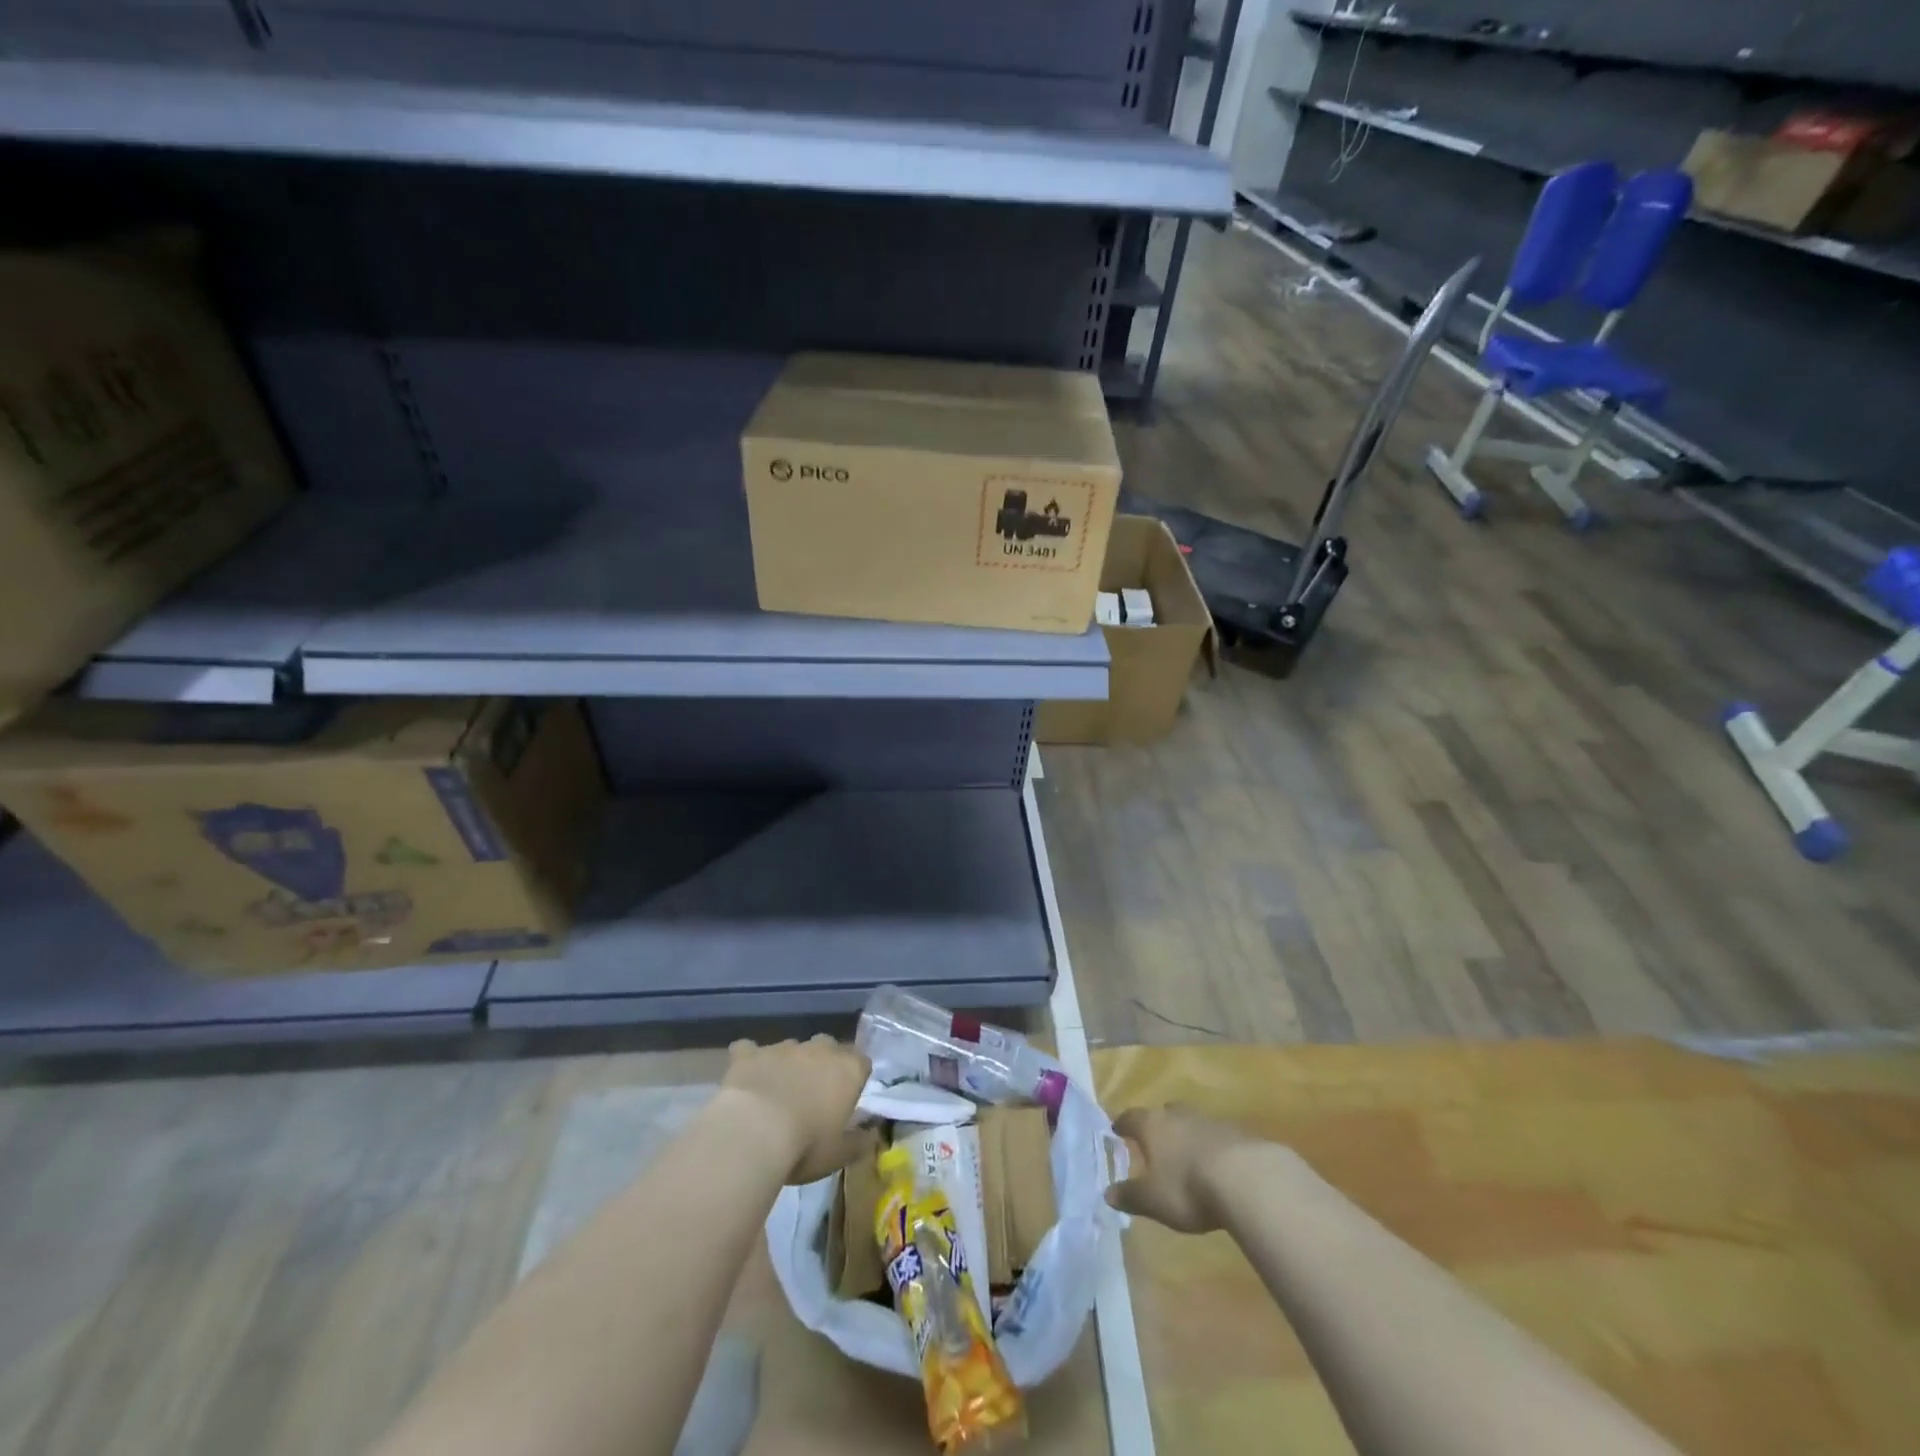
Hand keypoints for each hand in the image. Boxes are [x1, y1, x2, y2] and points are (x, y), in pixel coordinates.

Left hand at [720, 1035, 871, 1184]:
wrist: (754, 1133)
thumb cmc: (805, 1146)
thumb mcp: (838, 1155)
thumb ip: (858, 1142)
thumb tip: (872, 1135)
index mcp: (848, 1070)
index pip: (861, 1063)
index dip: (854, 1079)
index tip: (846, 1099)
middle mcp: (819, 1049)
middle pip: (828, 1047)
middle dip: (823, 1064)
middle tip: (813, 1094)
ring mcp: (783, 1047)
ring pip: (792, 1048)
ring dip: (789, 1063)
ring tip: (777, 1092)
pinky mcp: (750, 1053)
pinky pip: (749, 1049)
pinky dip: (749, 1059)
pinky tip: (745, 1075)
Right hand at [1107, 1103, 1265, 1232]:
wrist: (1247, 1178)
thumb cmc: (1188, 1187)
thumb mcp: (1153, 1200)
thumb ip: (1130, 1195)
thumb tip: (1107, 1193)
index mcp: (1152, 1125)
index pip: (1131, 1117)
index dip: (1122, 1124)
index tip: (1117, 1129)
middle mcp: (1178, 1114)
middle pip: (1163, 1113)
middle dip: (1157, 1126)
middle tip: (1154, 1141)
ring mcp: (1209, 1120)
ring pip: (1190, 1122)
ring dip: (1186, 1135)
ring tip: (1186, 1154)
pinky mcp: (1237, 1132)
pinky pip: (1216, 1135)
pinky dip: (1211, 1146)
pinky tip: (1216, 1164)